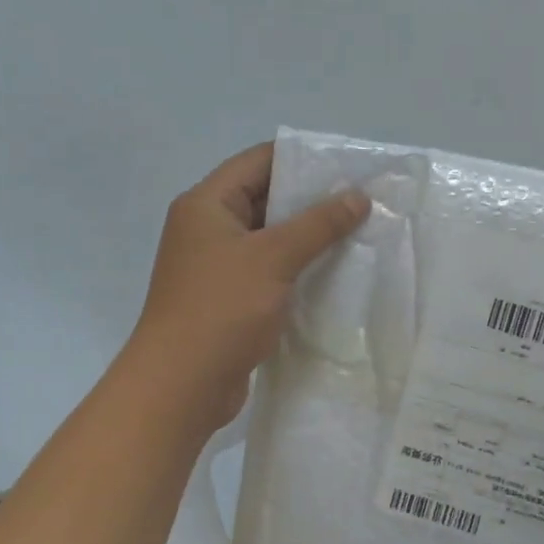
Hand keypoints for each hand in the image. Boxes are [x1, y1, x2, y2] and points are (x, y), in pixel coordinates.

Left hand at [127, 143, 368, 430]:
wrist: (181, 385)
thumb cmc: (222, 309)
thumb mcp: (273, 258)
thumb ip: (318, 224)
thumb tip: (358, 195)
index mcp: (206, 204)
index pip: (258, 162)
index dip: (302, 159)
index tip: (347, 165)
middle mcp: (208, 229)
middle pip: (265, 199)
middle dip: (312, 200)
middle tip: (362, 201)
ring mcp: (218, 267)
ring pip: (270, 239)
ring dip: (308, 238)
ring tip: (358, 233)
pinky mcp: (230, 300)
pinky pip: (269, 272)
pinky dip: (298, 269)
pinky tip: (336, 274)